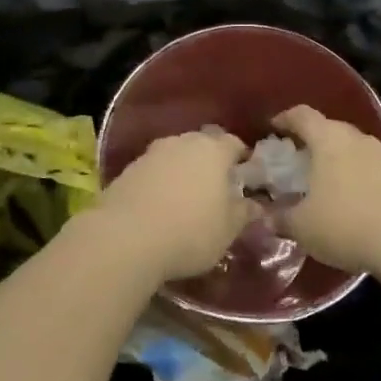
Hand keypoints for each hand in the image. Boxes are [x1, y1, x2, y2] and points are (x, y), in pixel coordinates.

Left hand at [94, 129, 251, 282]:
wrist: (125, 238)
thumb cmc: (190, 232)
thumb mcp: (228, 230)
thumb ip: (244, 213)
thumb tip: (255, 205)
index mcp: (213, 150)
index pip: (233, 143)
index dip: (241, 158)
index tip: (244, 176)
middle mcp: (181, 142)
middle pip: (201, 145)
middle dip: (209, 162)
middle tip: (215, 188)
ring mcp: (150, 154)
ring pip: (174, 156)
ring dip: (181, 172)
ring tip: (185, 198)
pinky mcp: (125, 171)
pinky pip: (152, 172)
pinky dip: (159, 184)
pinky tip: (159, 206)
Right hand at [271, 105, 380, 274]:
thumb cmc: (344, 224)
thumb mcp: (300, 226)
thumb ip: (278, 217)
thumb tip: (264, 216)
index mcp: (328, 139)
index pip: (302, 115)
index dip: (284, 119)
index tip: (271, 129)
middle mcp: (355, 138)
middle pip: (327, 128)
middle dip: (308, 141)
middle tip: (292, 161)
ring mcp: (380, 155)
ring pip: (349, 147)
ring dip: (332, 159)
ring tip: (318, 181)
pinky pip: (365, 166)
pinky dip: (351, 174)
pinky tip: (344, 198)